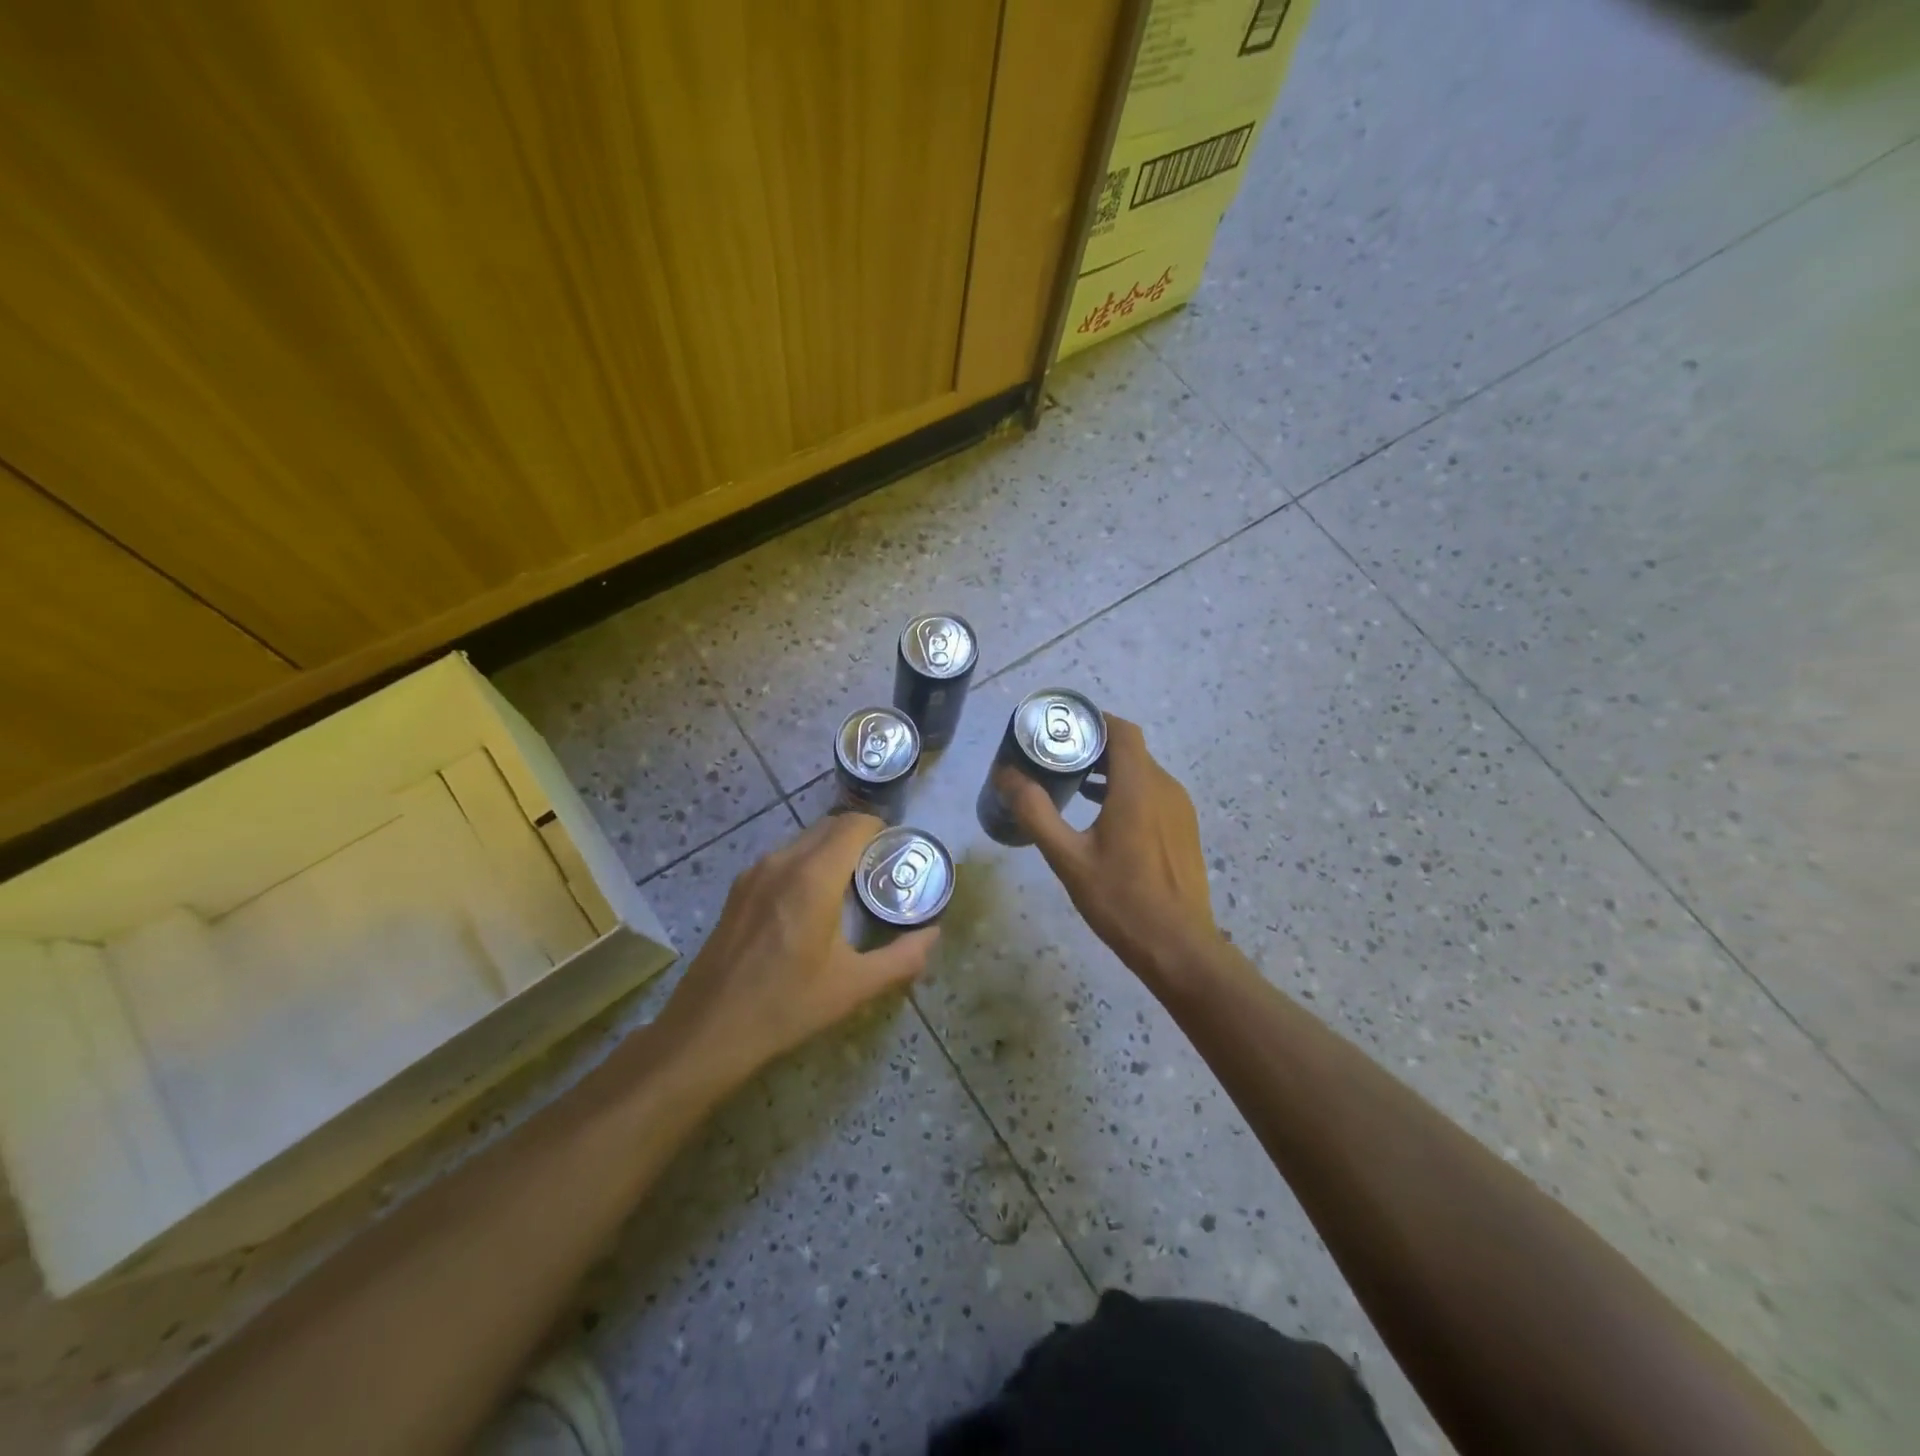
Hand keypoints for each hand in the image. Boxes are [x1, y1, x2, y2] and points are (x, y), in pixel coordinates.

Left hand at [655, 814, 937, 1094]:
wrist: (708, 1030)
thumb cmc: (786, 1006)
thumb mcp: (853, 986)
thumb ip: (902, 957)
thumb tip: (933, 935)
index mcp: (813, 877)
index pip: (854, 825)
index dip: (881, 830)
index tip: (898, 852)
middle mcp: (782, 862)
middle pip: (829, 827)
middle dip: (860, 838)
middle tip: (881, 869)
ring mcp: (755, 873)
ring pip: (804, 840)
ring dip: (831, 850)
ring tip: (850, 887)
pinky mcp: (739, 889)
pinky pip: (783, 858)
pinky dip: (806, 864)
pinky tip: (812, 903)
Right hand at [1006, 715, 1217, 988]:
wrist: (1178, 947)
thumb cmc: (1121, 900)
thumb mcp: (1068, 858)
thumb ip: (1036, 812)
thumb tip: (1006, 775)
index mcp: (1138, 786)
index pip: (1121, 730)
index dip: (1092, 721)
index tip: (1060, 728)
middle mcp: (1165, 787)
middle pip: (1129, 749)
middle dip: (1093, 747)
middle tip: (1056, 758)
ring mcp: (1179, 809)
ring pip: (1142, 772)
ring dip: (1109, 771)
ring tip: (1072, 785)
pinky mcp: (1184, 829)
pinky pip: (1153, 793)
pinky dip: (1126, 791)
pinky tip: (1101, 816)